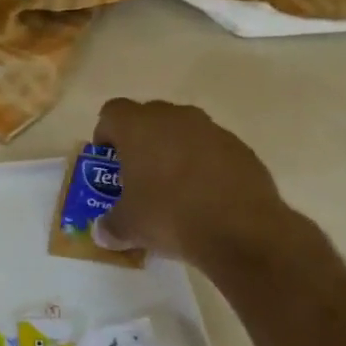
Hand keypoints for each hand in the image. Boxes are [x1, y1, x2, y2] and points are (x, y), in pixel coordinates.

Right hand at [91, 98, 298, 267]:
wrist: (241, 231)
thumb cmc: (169, 216)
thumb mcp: (127, 226)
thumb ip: (110, 224)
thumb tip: (103, 233)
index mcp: (139, 128)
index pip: (112, 112)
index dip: (106, 133)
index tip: (108, 159)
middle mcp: (176, 118)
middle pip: (149, 116)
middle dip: (140, 140)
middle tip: (137, 172)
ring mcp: (213, 131)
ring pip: (183, 131)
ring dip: (174, 150)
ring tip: (173, 186)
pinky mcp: (242, 149)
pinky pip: (212, 149)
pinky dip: (204, 164)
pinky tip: (204, 195)